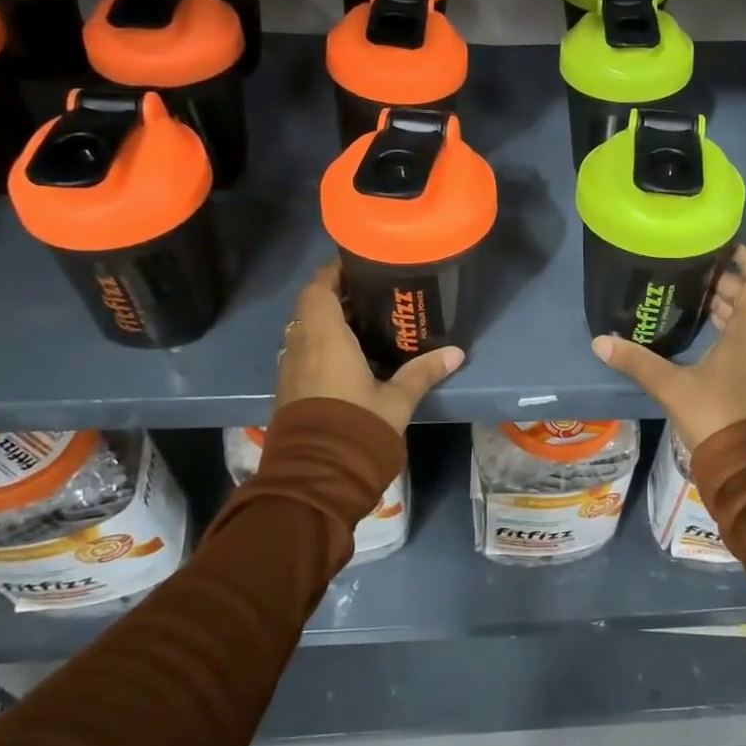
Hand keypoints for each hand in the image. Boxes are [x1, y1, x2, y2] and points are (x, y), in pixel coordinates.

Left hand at [275, 262, 463, 432]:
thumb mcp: (397, 400)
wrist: (316, 479)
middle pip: (310, 309)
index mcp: (325, 338)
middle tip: (368, 296)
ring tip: (361, 324)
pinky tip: (347, 359)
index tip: (355, 267)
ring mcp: (291, 371)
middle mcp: (301, 348)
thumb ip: (422, 372)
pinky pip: (303, 355)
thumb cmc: (357, 427)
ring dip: (325, 324)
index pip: (318, 289)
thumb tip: (456, 352)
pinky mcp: (289, 392)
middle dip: (335, 298)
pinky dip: (320, 347)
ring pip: (304, 333)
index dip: (332, 274)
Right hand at [590, 245, 745, 448]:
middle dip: (728, 287)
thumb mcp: (673, 387)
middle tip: (697, 277)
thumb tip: (600, 341)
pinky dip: (735, 334)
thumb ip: (637, 362)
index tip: (728, 247)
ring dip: (731, 312)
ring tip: (699, 304)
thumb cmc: (719, 416)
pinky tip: (708, 343)